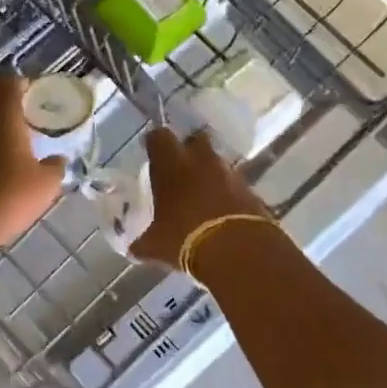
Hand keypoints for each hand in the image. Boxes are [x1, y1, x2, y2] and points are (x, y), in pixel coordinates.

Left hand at [0, 74, 64, 247]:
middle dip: (2, 113)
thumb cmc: (9, 197)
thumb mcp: (46, 185)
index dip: (20, 85)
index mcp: (1, 115)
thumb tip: (57, 159)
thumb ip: (54, 166)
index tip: (31, 98)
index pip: (7, 82)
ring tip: (1, 159)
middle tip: (20, 131)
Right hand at [130, 128, 271, 266]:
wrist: (237, 250)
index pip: (158, 137)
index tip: (152, 155)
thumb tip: (135, 248)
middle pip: (196, 140)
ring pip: (217, 162)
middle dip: (189, 151)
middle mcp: (201, 160)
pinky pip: (235, 185)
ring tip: (202, 196)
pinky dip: (228, 193)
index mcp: (171, 165)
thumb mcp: (155, 245)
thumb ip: (143, 242)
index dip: (155, 144)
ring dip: (210, 173)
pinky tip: (222, 213)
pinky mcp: (252, 190)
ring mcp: (230, 173)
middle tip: (180, 171)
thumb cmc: (184, 238)